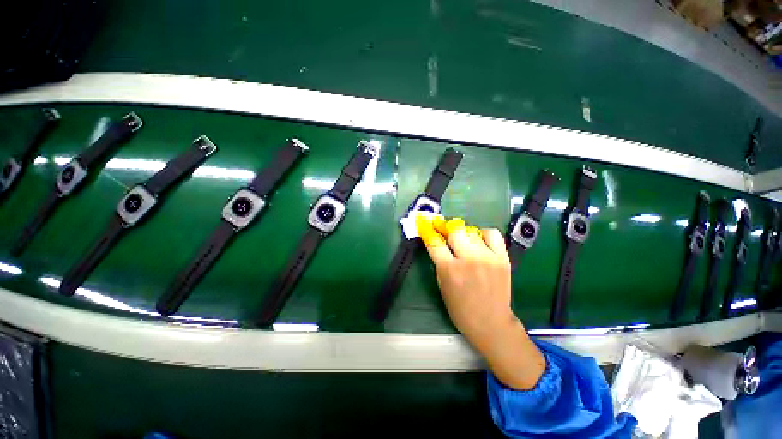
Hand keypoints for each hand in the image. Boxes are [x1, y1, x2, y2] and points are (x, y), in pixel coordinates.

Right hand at [417, 214, 545, 389]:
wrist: (491, 323)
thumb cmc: (460, 309)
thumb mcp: (442, 286)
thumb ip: (440, 262)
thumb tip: (438, 243)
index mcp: (450, 270)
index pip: (434, 242)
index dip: (427, 230)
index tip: (425, 223)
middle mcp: (469, 260)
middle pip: (454, 230)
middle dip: (446, 229)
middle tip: (444, 231)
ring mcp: (488, 257)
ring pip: (471, 231)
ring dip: (463, 233)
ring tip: (462, 240)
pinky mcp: (503, 258)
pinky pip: (492, 234)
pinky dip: (483, 233)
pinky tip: (479, 240)